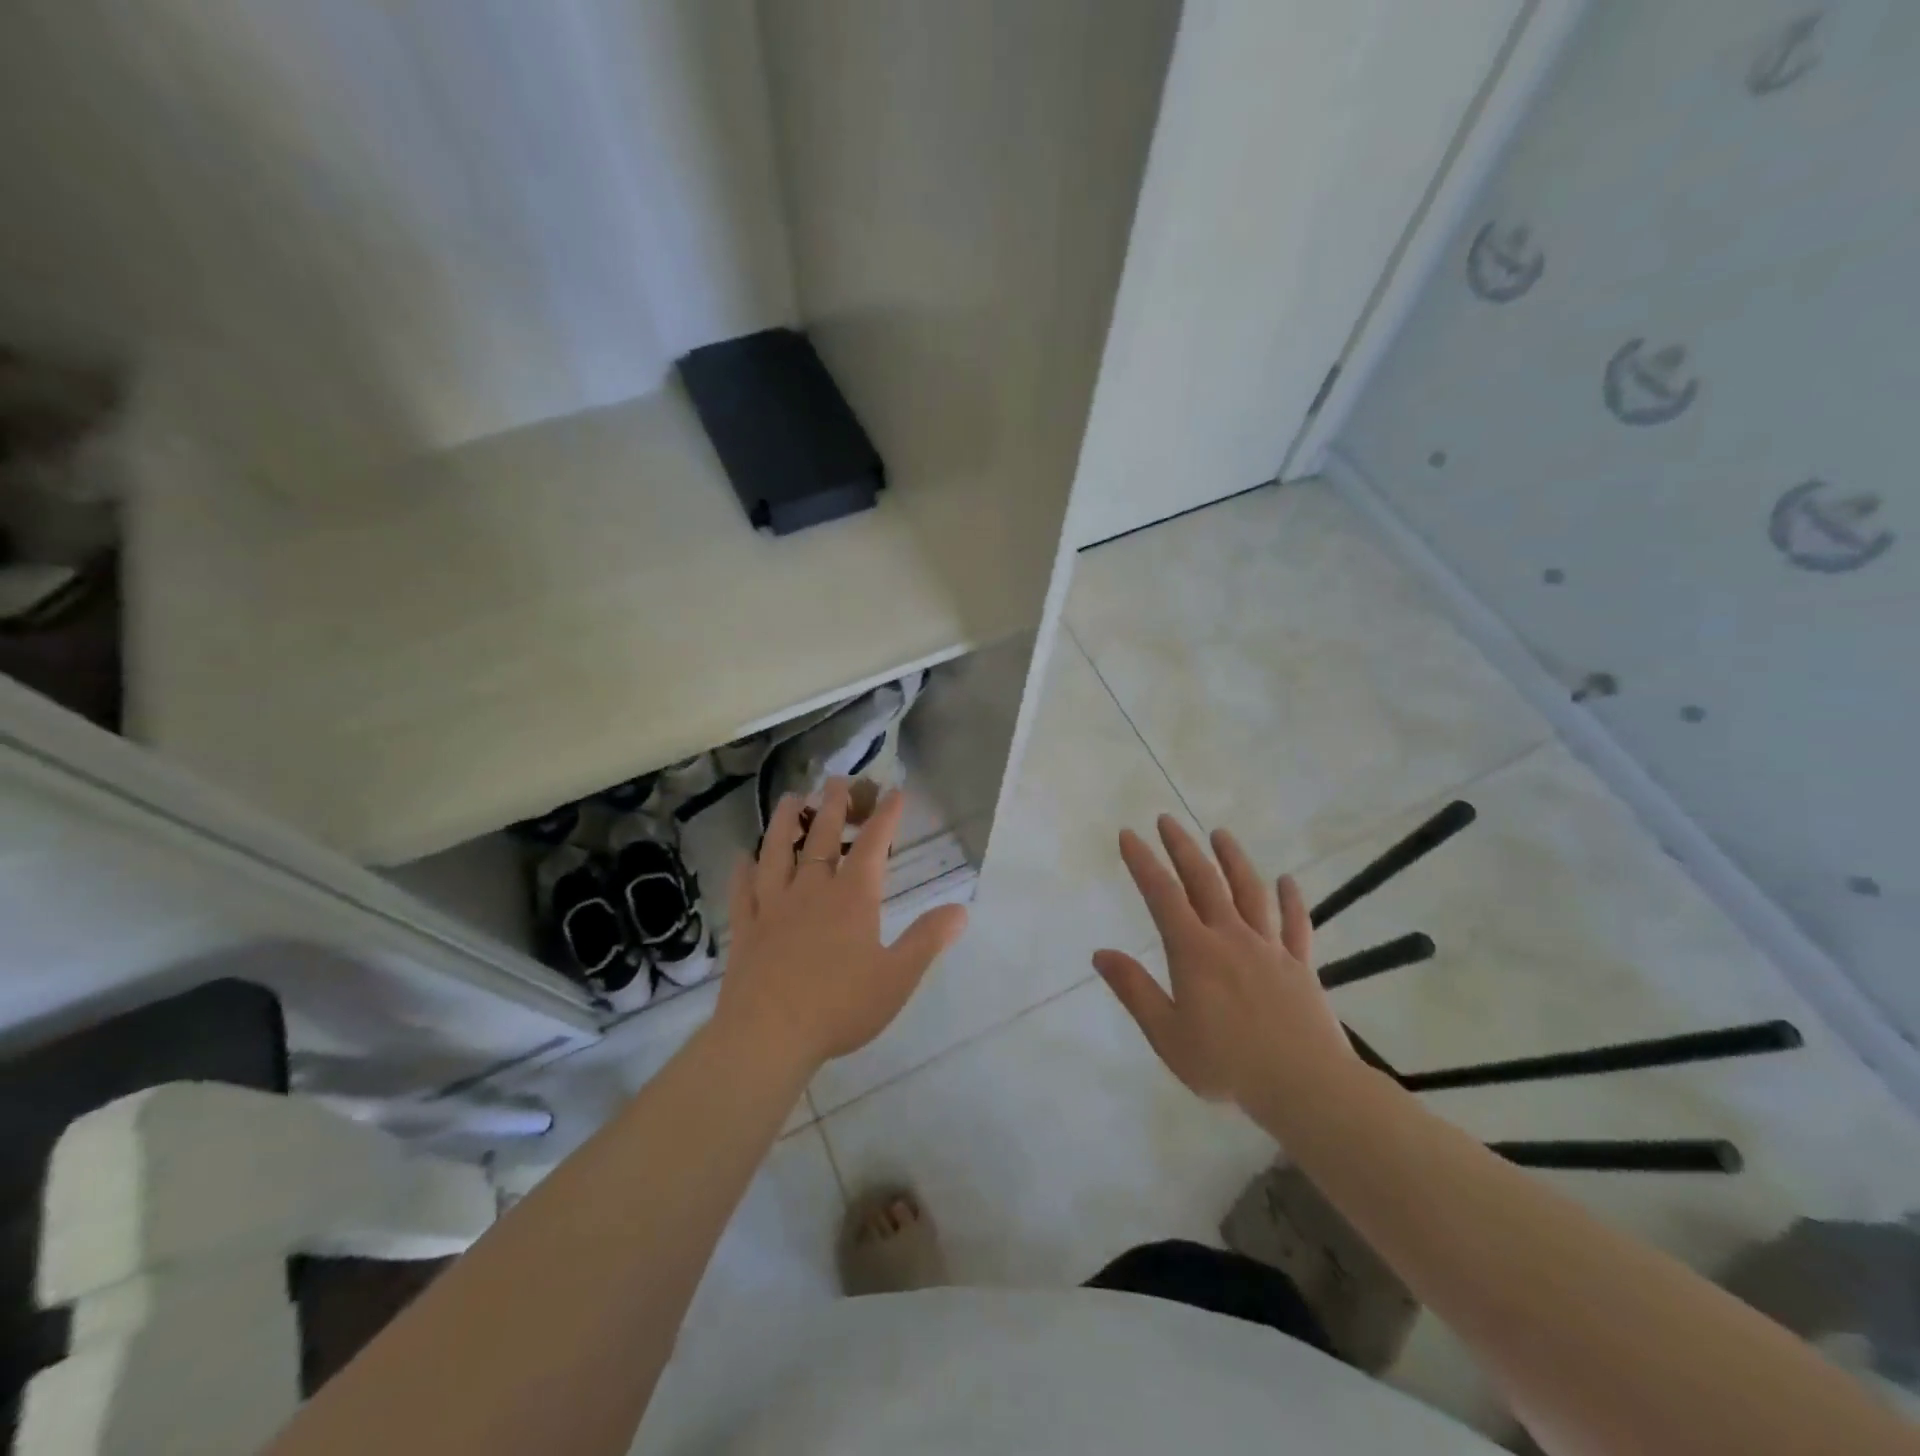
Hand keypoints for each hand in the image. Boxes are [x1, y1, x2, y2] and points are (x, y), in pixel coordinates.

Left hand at [715, 780, 969, 1071]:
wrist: (767, 1035)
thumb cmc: (839, 1006)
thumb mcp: (897, 977)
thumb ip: (927, 940)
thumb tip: (961, 910)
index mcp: (852, 898)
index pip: (872, 845)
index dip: (885, 816)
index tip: (894, 791)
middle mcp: (811, 891)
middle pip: (822, 838)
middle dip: (833, 806)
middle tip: (836, 781)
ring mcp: (773, 907)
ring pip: (777, 853)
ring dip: (785, 823)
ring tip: (791, 799)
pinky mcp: (746, 929)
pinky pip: (743, 891)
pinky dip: (743, 871)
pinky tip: (742, 858)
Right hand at [1093, 816, 1355, 1112]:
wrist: (1305, 1087)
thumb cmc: (1227, 1065)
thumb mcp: (1167, 1034)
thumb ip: (1134, 990)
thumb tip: (1100, 953)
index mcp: (1194, 951)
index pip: (1162, 895)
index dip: (1143, 862)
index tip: (1129, 834)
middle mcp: (1231, 937)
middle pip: (1204, 881)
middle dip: (1182, 848)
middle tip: (1167, 819)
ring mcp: (1270, 948)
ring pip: (1250, 892)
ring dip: (1233, 859)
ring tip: (1220, 833)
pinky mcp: (1301, 966)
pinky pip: (1296, 925)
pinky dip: (1291, 900)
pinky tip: (1288, 881)